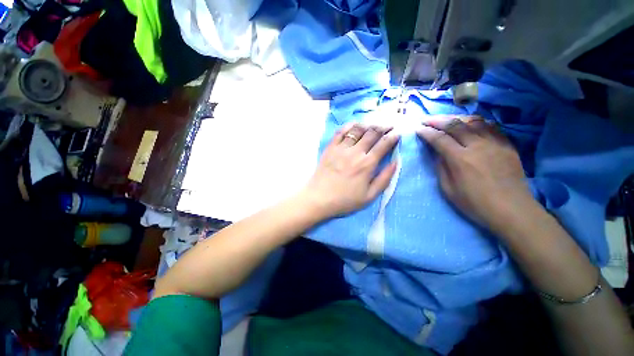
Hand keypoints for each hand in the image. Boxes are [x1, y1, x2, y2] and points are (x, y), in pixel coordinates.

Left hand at [303, 123, 399, 218]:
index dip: (393, 137)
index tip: (397, 134)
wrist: (319, 198)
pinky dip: (349, 126)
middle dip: (383, 127)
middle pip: (372, 133)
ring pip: (357, 129)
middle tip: (388, 127)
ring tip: (373, 126)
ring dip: (368, 125)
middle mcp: (355, 152)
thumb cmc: (345, 200)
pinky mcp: (330, 148)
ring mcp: (341, 148)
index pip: (384, 144)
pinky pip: (340, 132)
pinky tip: (354, 125)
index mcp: (367, 164)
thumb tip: (395, 162)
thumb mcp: (369, 196)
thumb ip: (384, 179)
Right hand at [417, 115, 534, 232]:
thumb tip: (437, 153)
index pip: (439, 139)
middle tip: (426, 119)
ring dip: (456, 118)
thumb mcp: (448, 189)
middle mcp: (477, 146)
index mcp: (460, 159)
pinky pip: (490, 126)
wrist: (511, 209)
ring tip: (446, 119)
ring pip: (473, 121)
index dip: (426, 132)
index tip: (418, 129)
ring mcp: (495, 143)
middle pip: (455, 125)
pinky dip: (476, 122)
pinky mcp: (507, 145)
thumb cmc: (475, 203)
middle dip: (437, 120)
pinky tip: (470, 124)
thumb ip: (441, 167)